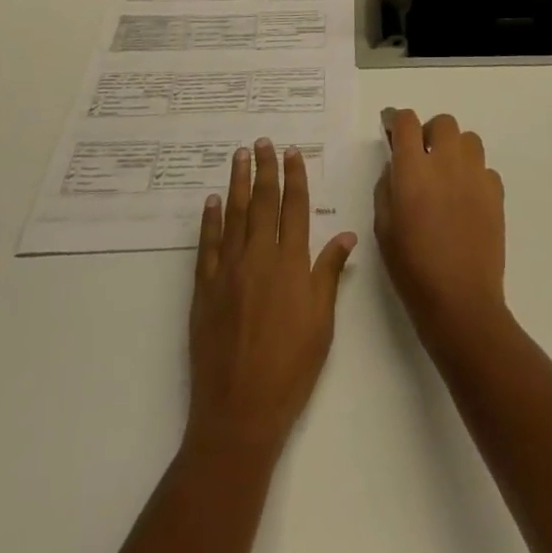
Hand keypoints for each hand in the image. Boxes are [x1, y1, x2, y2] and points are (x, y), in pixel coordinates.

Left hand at [187, 139, 356, 456]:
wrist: (240, 411)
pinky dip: (210, 220)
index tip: (292, 152)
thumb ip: (329, 274)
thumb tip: (346, 235)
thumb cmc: (290, 368)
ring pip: (234, 215)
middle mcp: (259, 257)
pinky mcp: (205, 287)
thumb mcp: (322, 323)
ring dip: (238, 182)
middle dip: (265, 169)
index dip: (294, 177)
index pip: (294, 208)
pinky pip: (208, 244)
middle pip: (263, 203)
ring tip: (239, 156)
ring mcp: (228, 270)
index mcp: (291, 264)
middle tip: (262, 142)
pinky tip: (212, 201)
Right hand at [374, 110, 508, 355]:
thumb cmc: (413, 269)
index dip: (395, 119)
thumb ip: (386, 187)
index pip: (406, 122)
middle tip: (421, 156)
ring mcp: (476, 176)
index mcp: (414, 170)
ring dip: (455, 149)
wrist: (460, 302)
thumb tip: (396, 167)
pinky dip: (474, 174)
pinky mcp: (496, 194)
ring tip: (446, 174)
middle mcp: (447, 163)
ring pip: (469, 139)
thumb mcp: (383, 228)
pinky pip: (485, 168)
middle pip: (442, 123)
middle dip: (429, 132)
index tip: (390, 127)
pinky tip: (465, 198)